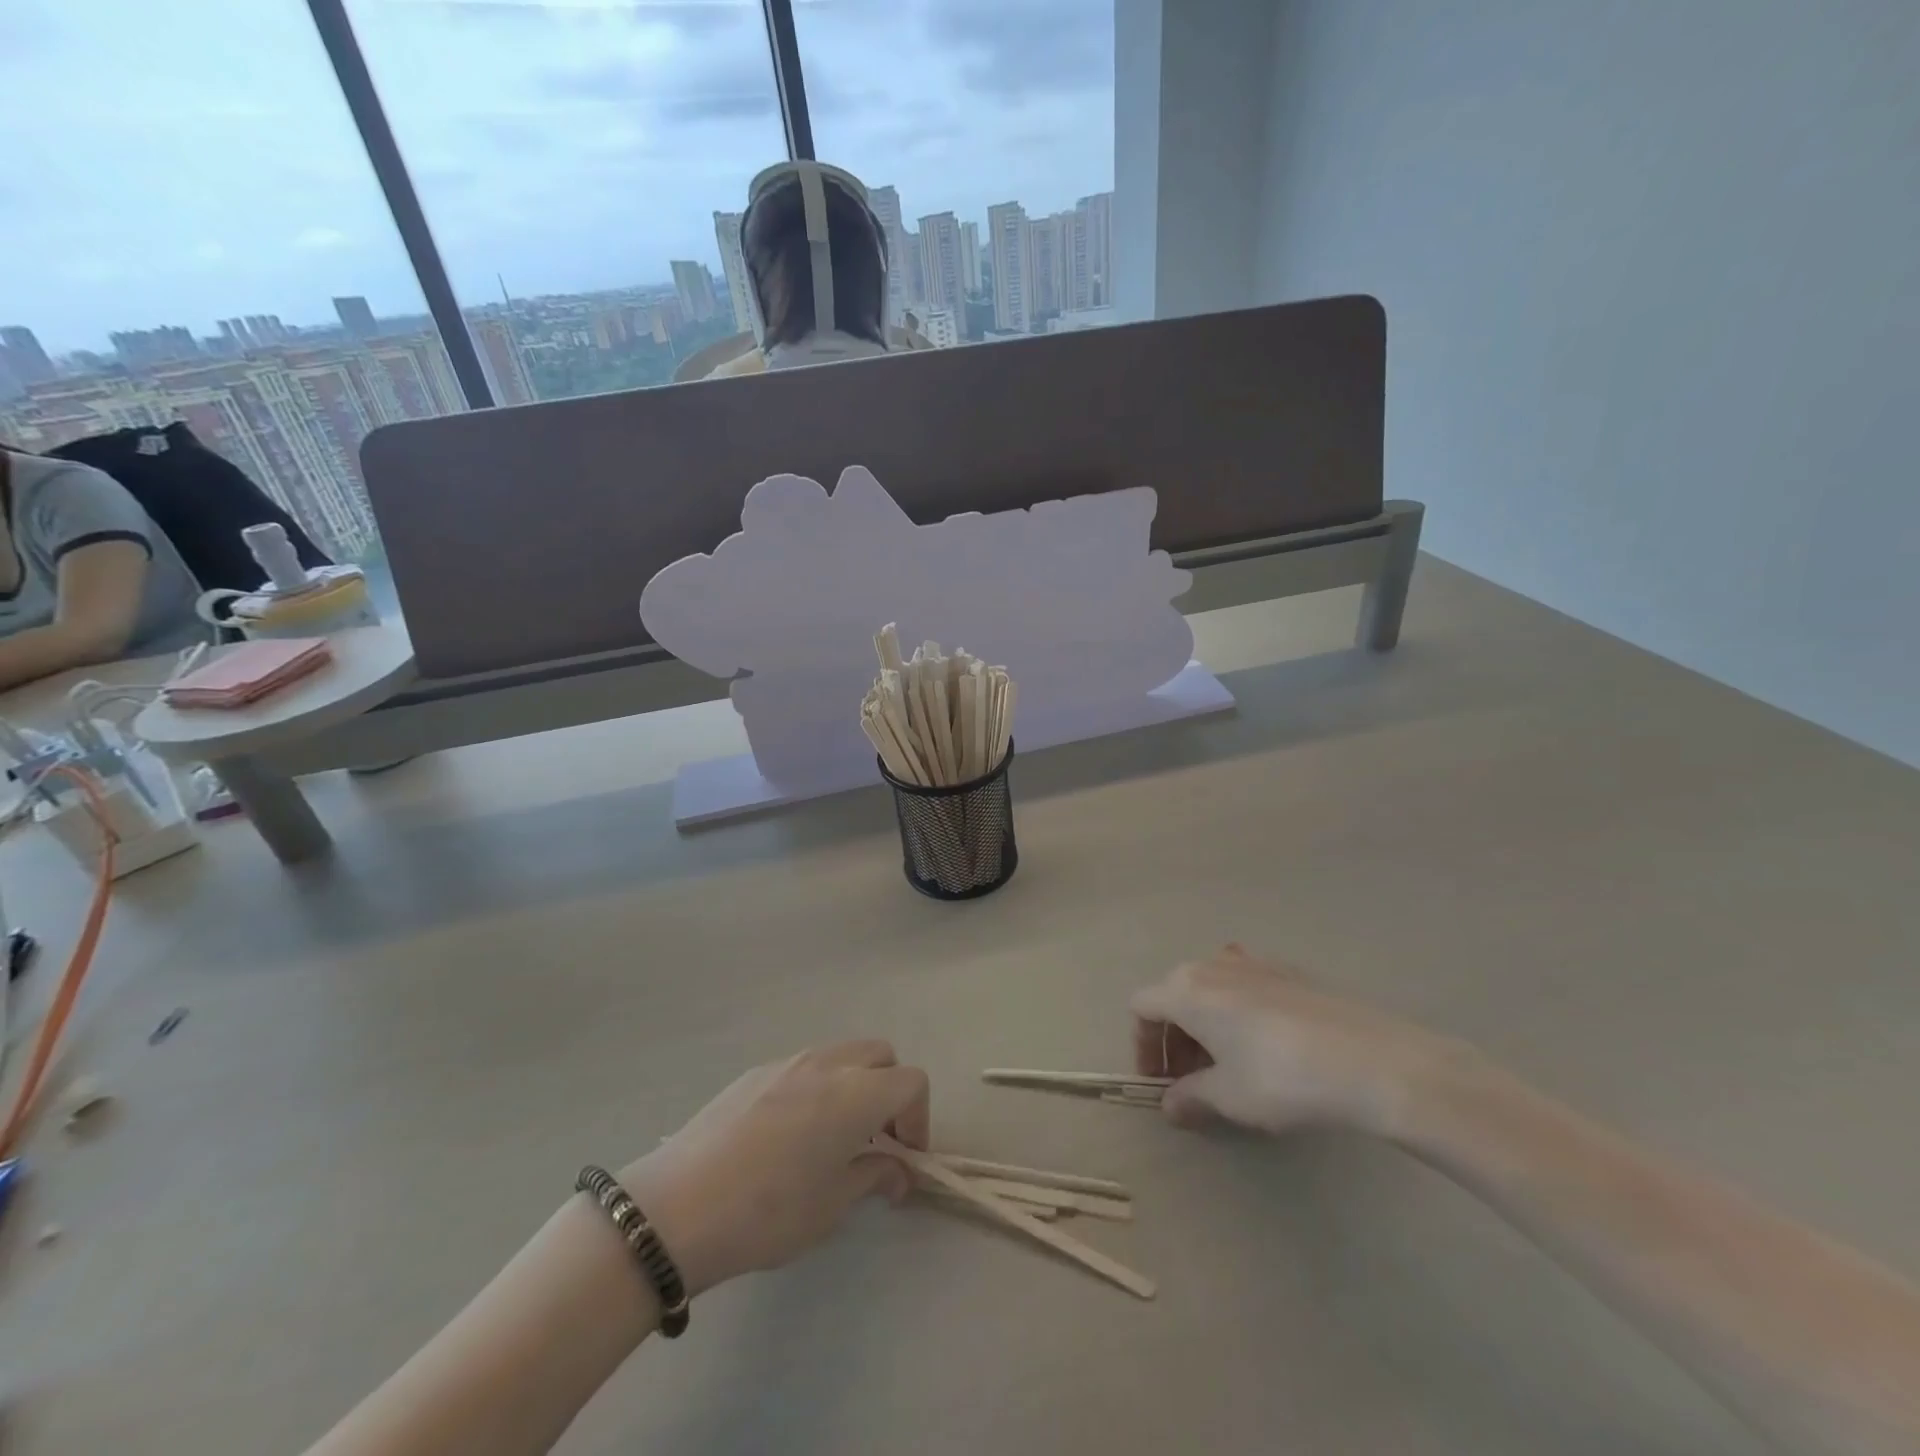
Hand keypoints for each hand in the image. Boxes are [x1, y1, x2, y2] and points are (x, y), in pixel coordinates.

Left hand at [615, 1041, 928, 1295]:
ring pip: (841, 1055)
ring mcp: (787, 1062)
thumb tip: (897, 1171)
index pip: (911, 1082)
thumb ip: (873, 1176)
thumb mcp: (831, 1206)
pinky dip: (817, 1087)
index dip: (919, 1118)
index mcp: (856, 1093)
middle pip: (880, 1055)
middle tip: (876, 1139)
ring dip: (854, 1084)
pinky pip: (803, 1066)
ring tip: (834, 1136)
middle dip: (890, 1091)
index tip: (905, 1158)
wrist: (676, 1208)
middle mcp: (827, 1064)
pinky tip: (789, 1135)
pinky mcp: (754, 1072)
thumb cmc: (768, 1212)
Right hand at [1131, 944, 1470, 1137]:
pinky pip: (1245, 988)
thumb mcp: (1229, 1097)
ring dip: (1205, 1024)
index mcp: (1186, 990)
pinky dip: (1238, 1013)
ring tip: (1228, 1065)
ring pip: (1210, 989)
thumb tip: (1170, 1104)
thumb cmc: (1282, 1078)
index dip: (1142, 1046)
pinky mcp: (1289, 972)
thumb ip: (1190, 1097)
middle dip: (1174, 1037)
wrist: (1374, 1061)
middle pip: (1174, 994)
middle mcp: (1212, 965)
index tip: (1160, 1083)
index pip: (1142, 1008)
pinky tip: (1268, 1048)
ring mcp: (1253, 962)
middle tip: (1191, 1079)